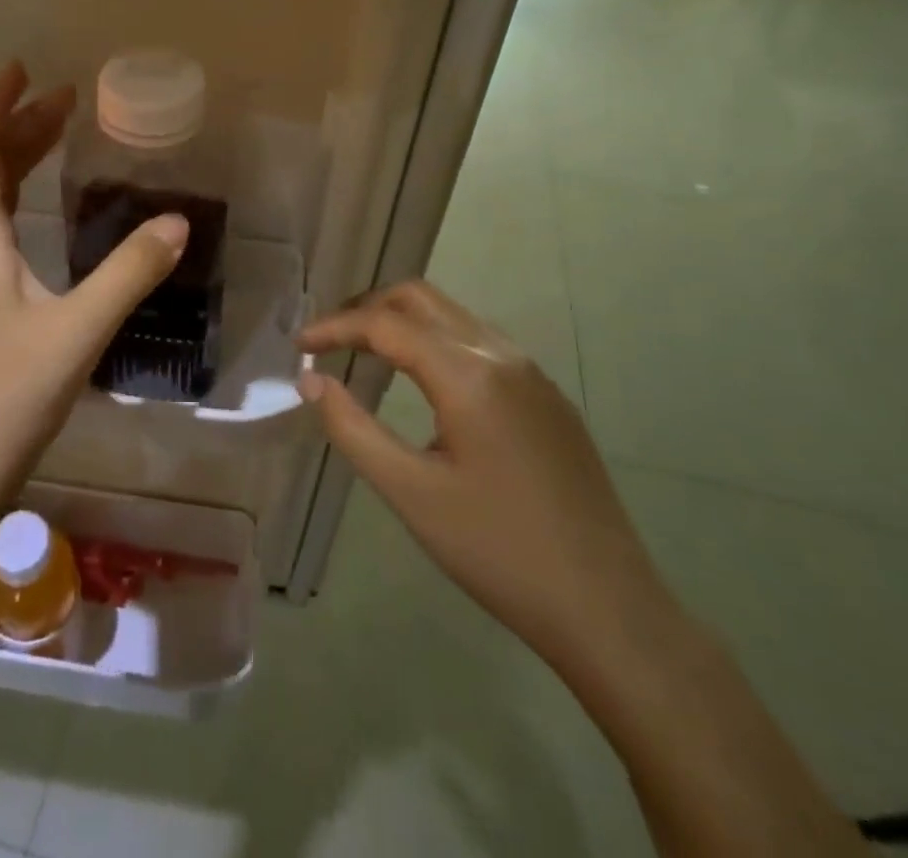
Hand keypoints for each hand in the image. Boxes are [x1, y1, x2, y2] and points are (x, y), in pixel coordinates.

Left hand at [0, 63, 187, 497]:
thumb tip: (177, 222)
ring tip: (59, 138)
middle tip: (65, 100)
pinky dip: (22, 201)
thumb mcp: (79, 328)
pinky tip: (48, 216)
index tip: (25, 71)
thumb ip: (129, 272)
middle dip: (20, 129)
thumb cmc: (10, 395)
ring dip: (20, 163)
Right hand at [298, 281, 669, 674]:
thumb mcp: (411, 494)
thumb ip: (352, 429)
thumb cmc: (499, 552)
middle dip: (367, 309)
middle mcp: (502, 355)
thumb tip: (311, 380)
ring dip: (403, 322)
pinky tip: (422, 383)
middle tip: (329, 340)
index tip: (298, 346)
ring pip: (453, 317)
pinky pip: (479, 343)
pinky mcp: (547, 397)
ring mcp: (532, 374)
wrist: (609, 608)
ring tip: (364, 354)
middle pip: (421, 299)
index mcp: (469, 374)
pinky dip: (436, 343)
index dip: (335, 327)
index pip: (386, 324)